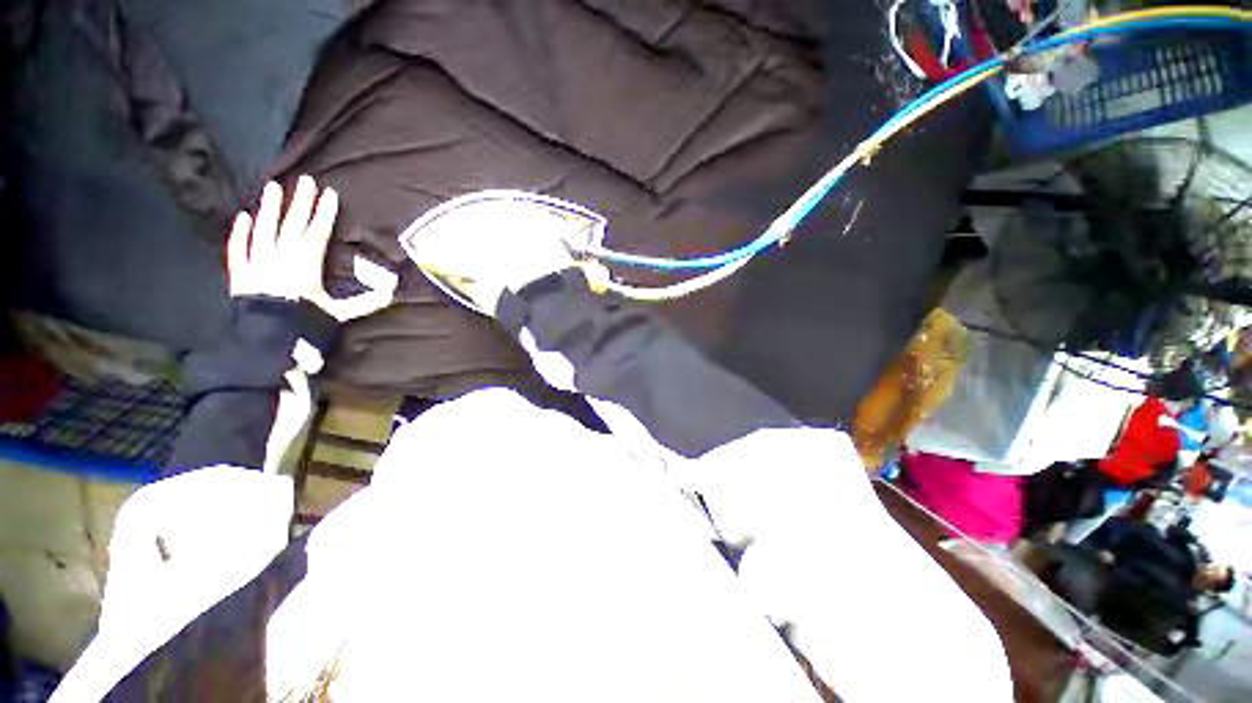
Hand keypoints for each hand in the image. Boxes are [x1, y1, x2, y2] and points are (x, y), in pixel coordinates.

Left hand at [228, 176, 391, 321]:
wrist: (267, 339)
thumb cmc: (305, 323)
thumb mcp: (338, 314)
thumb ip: (364, 303)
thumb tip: (392, 295)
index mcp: (306, 264)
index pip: (317, 232)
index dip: (324, 213)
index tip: (329, 194)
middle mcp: (281, 257)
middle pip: (292, 225)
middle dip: (300, 202)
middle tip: (305, 180)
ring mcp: (258, 262)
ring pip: (264, 230)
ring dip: (269, 208)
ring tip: (273, 187)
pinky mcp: (241, 272)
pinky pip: (238, 248)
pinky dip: (240, 233)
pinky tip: (243, 217)